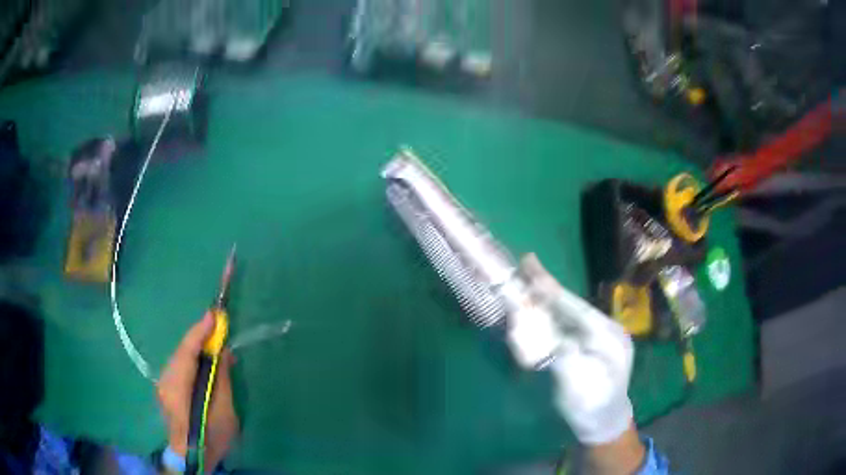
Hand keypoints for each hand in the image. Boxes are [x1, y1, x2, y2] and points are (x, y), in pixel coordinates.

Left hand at [156, 312, 238, 469]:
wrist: (192, 458)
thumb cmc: (211, 437)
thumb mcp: (224, 411)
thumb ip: (221, 379)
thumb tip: (222, 353)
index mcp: (178, 386)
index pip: (187, 351)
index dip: (200, 331)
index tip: (214, 314)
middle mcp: (165, 380)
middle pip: (181, 352)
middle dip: (199, 339)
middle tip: (218, 330)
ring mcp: (163, 386)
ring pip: (179, 359)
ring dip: (196, 350)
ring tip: (214, 347)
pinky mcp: (165, 391)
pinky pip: (178, 368)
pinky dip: (190, 362)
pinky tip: (202, 366)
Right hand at [520, 255, 637, 447]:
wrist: (604, 425)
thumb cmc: (592, 405)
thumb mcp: (577, 385)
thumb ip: (560, 354)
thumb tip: (539, 332)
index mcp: (607, 335)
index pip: (574, 306)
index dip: (550, 287)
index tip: (530, 264)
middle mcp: (605, 330)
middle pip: (572, 306)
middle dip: (547, 289)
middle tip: (526, 265)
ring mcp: (599, 339)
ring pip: (569, 315)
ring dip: (547, 301)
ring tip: (529, 283)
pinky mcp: (590, 348)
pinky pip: (568, 328)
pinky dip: (551, 318)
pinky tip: (541, 310)